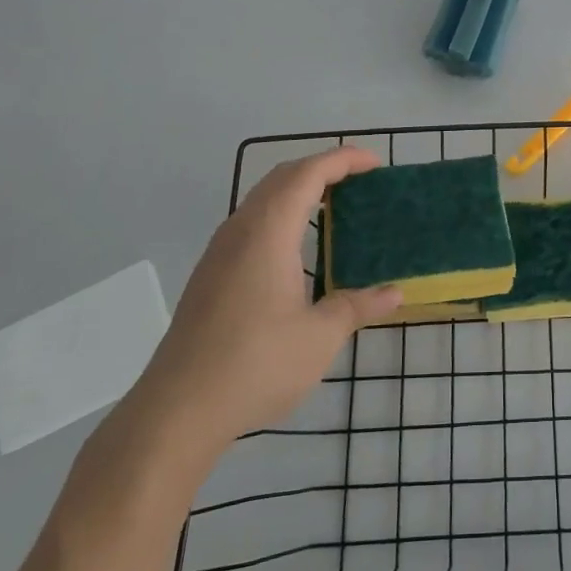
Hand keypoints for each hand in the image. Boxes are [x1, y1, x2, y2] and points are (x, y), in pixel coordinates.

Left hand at [126, 148, 401, 471]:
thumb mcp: (320, 336)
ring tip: (334, 207)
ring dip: (298, 190)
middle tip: (360, 181)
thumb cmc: (256, 364)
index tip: (376, 164)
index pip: (309, 173)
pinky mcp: (210, 274)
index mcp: (269, 231)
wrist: (177, 410)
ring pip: (262, 198)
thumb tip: (394, 294)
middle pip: (283, 176)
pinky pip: (251, 222)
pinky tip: (296, 248)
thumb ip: (358, 306)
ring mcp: (219, 251)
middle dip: (322, 168)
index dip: (343, 160)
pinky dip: (281, 213)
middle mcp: (241, 229)